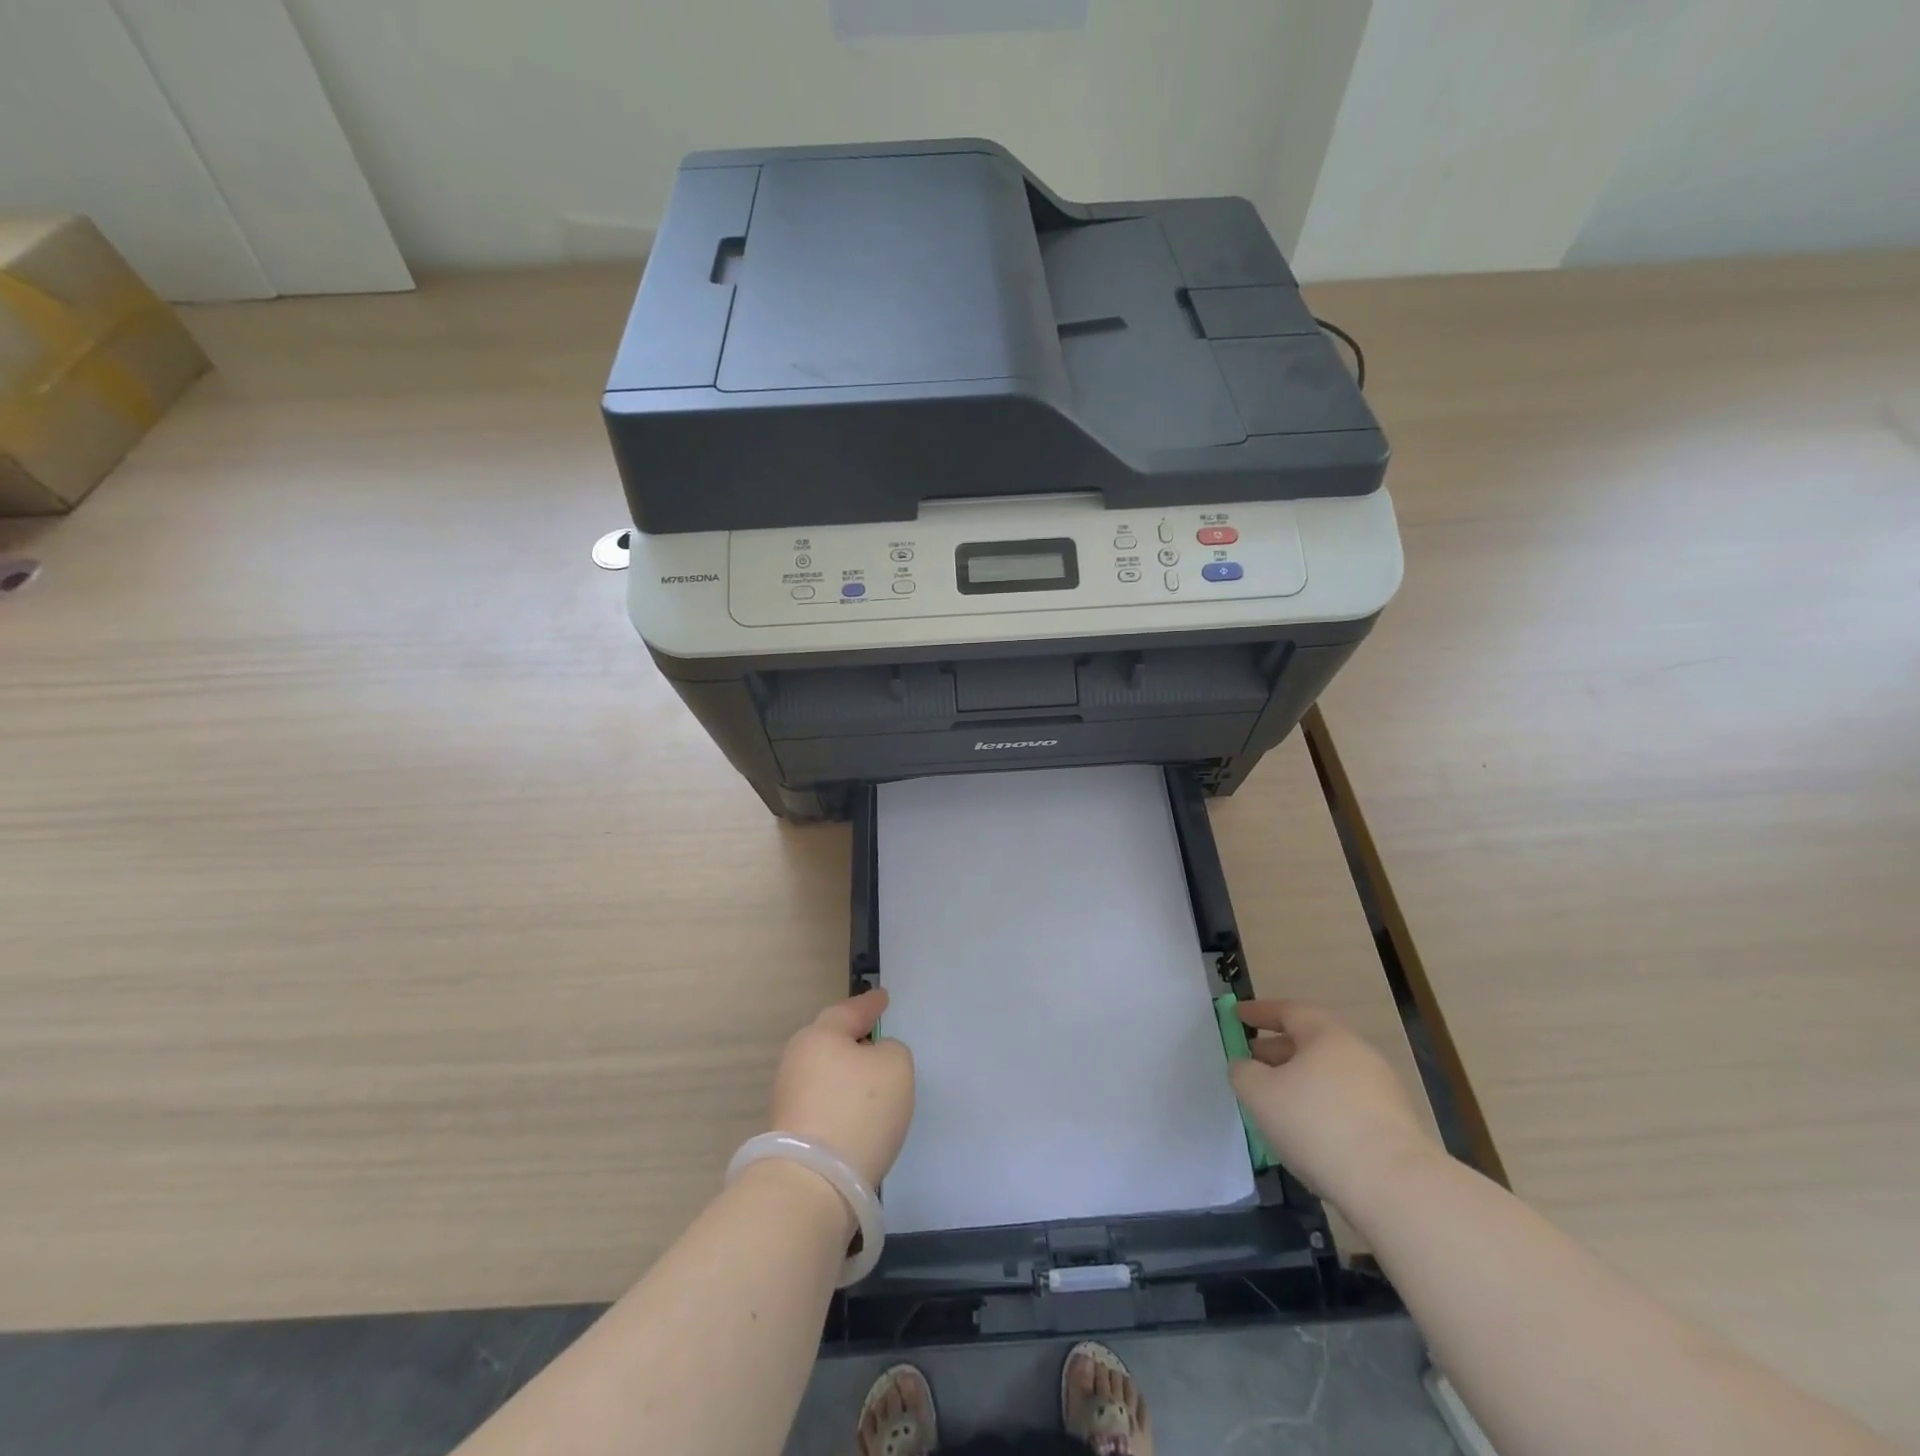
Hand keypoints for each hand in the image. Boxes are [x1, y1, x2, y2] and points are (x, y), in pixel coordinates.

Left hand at [768, 988, 914, 1189]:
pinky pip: (823, 1102)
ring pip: (826, 1072)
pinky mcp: (790, 1131)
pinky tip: (857, 1115)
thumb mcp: (895, 1066)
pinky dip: (841, 1103)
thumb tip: (873, 1059)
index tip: (883, 997)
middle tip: (876, 1037)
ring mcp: (789, 1097)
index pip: (851, 1010)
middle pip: (832, 1040)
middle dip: (853, 1038)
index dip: (871, 1004)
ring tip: (872, 1082)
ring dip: (847, 1074)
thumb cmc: (858, 1111)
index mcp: (820, 1035)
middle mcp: (798, 1059)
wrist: (814, 1185)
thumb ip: (891, 1051)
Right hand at [1227, 1000, 1436, 1214]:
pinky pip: (1345, 1104)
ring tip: (1274, 1102)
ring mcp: (1381, 1090)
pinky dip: (1320, 1107)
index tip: (1236, 1014)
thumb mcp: (1260, 1094)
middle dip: (1277, 1050)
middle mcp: (1357, 1053)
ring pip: (1327, 1076)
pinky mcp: (1394, 1127)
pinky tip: (1305, 1132)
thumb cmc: (1317, 1124)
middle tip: (1250, 1061)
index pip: (1288, 1011)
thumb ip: (1243, 1072)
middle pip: (1310, 1043)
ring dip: (1298, 1082)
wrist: (1395, 1187)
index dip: (1259, 1012)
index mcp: (1327, 1035)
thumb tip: (1245, 1066)